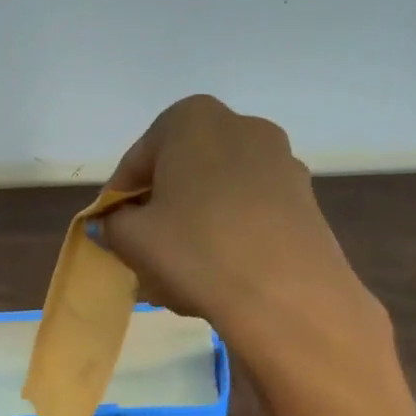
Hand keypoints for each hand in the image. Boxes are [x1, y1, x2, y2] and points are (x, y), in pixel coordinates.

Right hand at [97, 95, 362, 336]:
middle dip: (161, 206)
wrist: (286, 295)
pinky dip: (231, 231)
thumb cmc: (195, 251)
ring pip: (219, 190)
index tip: (111, 231)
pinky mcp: (305, 197)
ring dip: (196, 220)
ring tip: (182, 266)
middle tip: (144, 247)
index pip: (138, 160)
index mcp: (192, 120)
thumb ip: (113, 223)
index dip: (118, 199)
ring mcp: (280, 160)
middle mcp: (241, 126)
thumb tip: (116, 222)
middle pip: (182, 170)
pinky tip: (220, 270)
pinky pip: (251, 209)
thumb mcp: (131, 238)